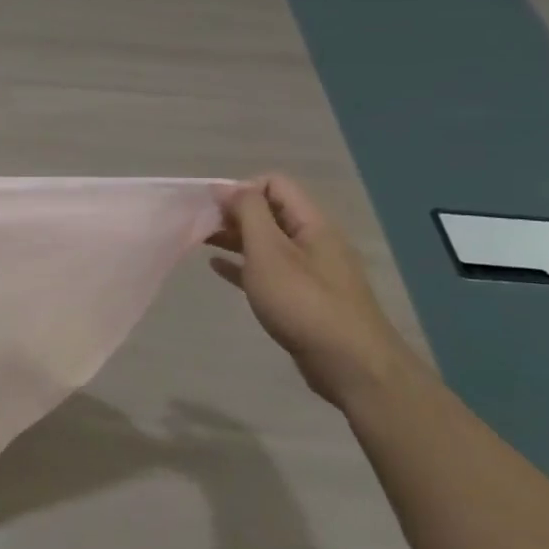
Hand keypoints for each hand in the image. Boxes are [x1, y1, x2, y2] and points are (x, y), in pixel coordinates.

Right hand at [206, 175, 420, 410]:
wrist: (349, 364)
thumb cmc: (303, 302)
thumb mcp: (269, 251)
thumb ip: (248, 213)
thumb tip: (227, 187)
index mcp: (311, 223)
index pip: (274, 184)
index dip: (241, 189)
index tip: (212, 209)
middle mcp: (313, 241)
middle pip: (270, 212)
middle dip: (233, 213)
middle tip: (199, 225)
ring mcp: (310, 271)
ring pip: (266, 242)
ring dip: (234, 238)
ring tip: (200, 242)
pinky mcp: (303, 297)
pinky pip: (267, 270)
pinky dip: (242, 265)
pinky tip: (218, 268)